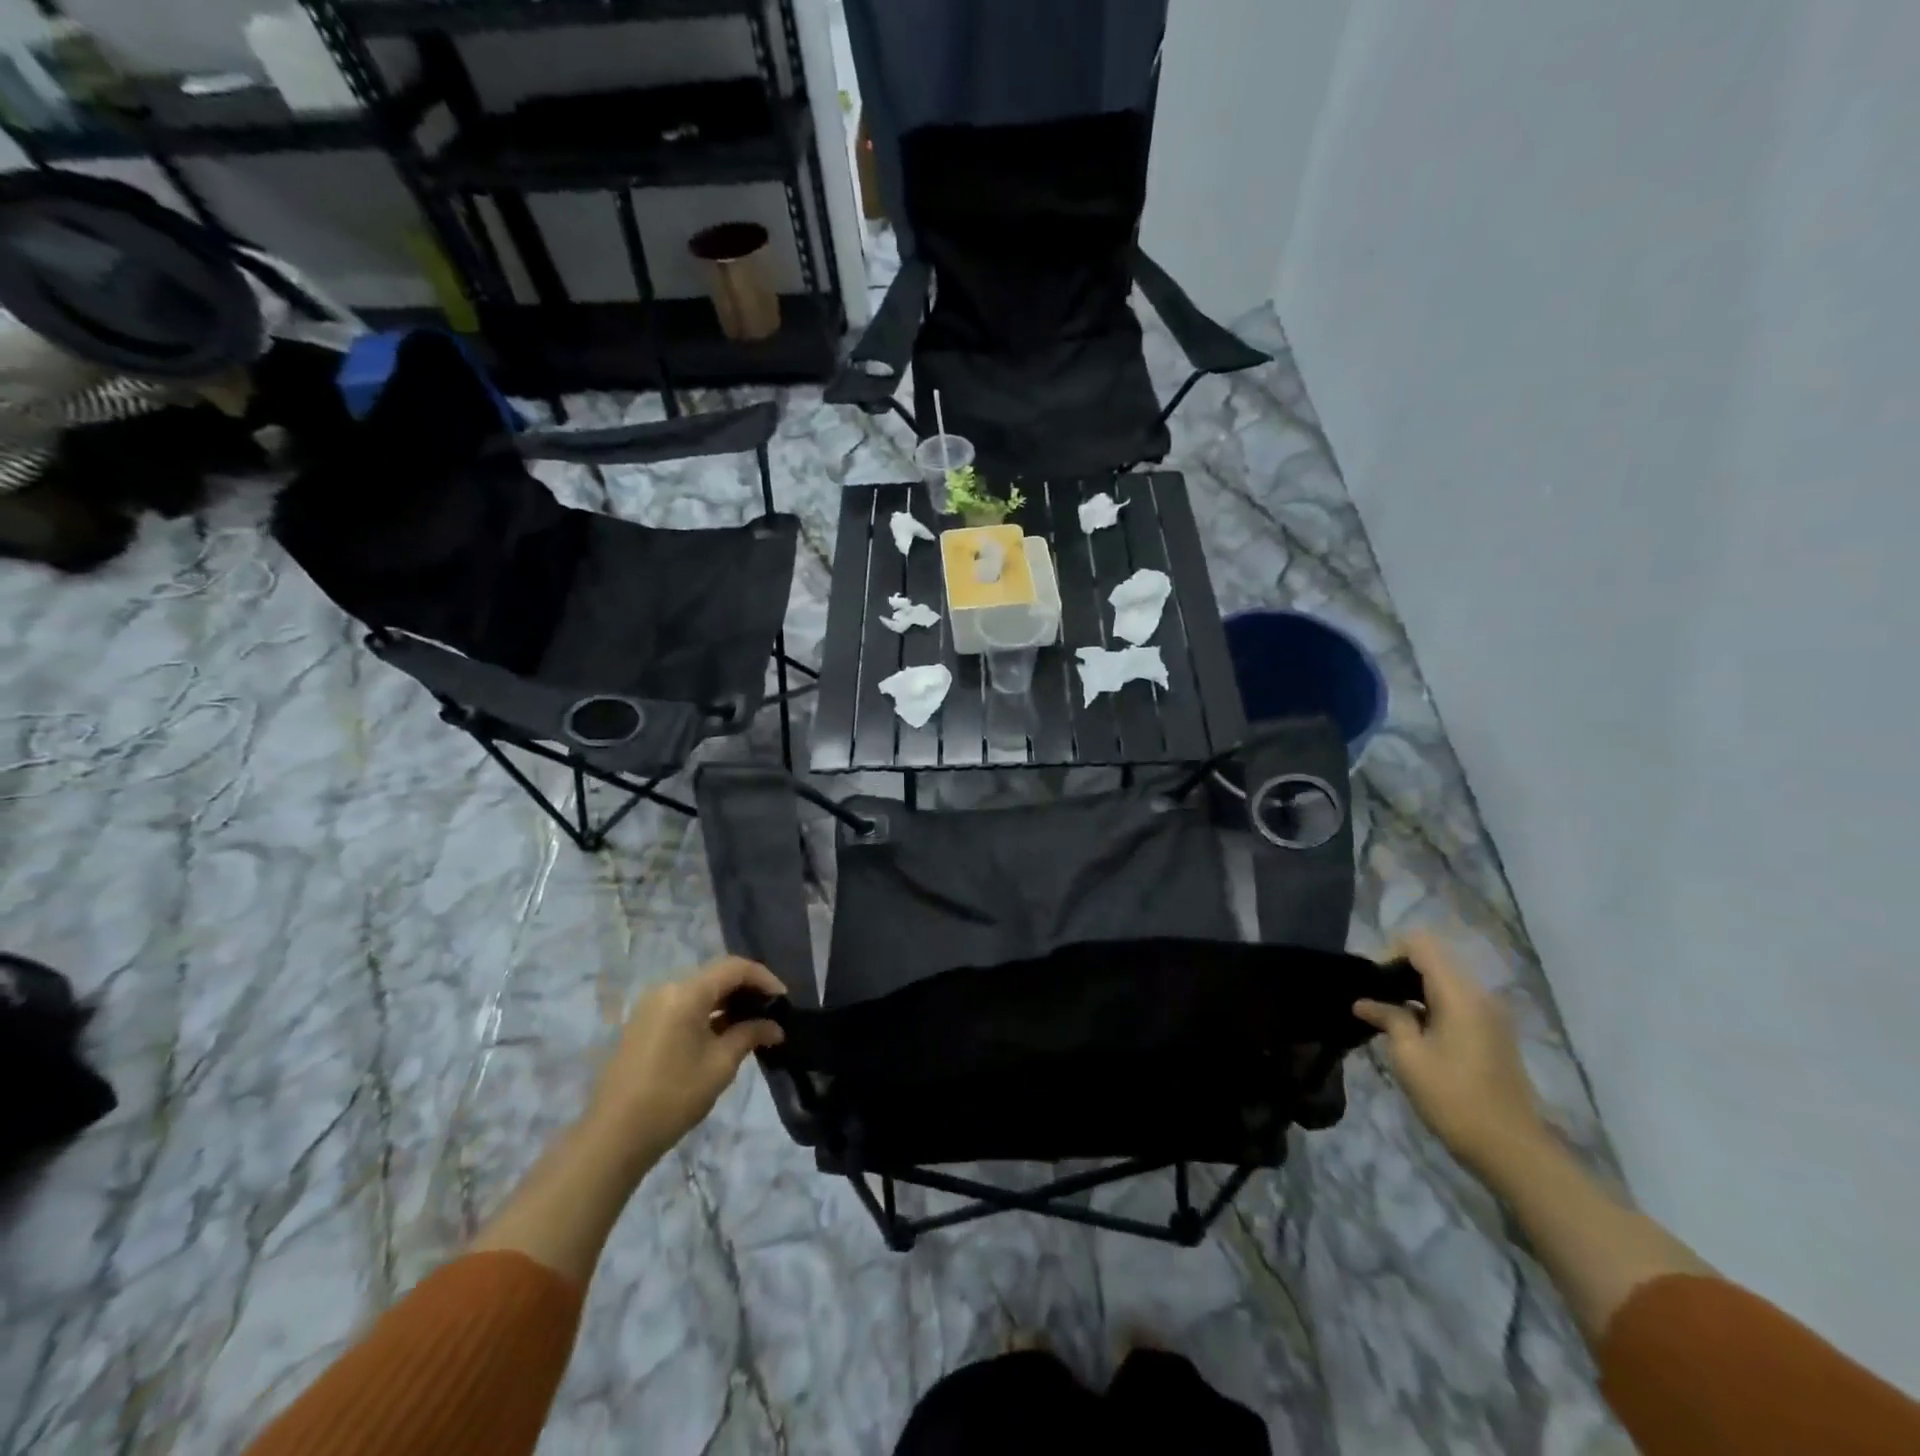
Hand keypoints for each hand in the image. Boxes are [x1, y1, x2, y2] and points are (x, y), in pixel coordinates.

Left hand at [581, 956, 786, 1167]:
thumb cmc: (673, 1096)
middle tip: (771, 1012)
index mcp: (686, 993)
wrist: (613, 1136)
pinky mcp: (643, 1024)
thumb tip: (775, 1027)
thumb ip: (750, 1035)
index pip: (734, 968)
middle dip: (747, 990)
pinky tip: (723, 1034)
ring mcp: (651, 1006)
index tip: (784, 1000)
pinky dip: (707, 1013)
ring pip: (700, 991)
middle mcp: (667, 989)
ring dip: (727, 1003)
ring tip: (752, 1024)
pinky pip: (683, 1006)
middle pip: (716, 976)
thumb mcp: (720, 1065)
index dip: (764, 978)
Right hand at [1354, 930, 1548, 1175]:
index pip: (1420, 944)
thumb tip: (1365, 1002)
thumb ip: (1388, 1018)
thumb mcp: (1409, 1056)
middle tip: (1373, 999)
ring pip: (1444, 981)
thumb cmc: (1454, 1099)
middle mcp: (1479, 995)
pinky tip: (1412, 1031)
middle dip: (1398, 971)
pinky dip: (1430, 1006)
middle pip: (1433, 959)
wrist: (1511, 1150)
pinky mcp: (1492, 1033)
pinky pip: (1455, 1001)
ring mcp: (1490, 1015)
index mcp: (1460, 994)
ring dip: (1413, 990)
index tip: (1371, 983)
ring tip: (1387, 1015)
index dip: (1389, 953)